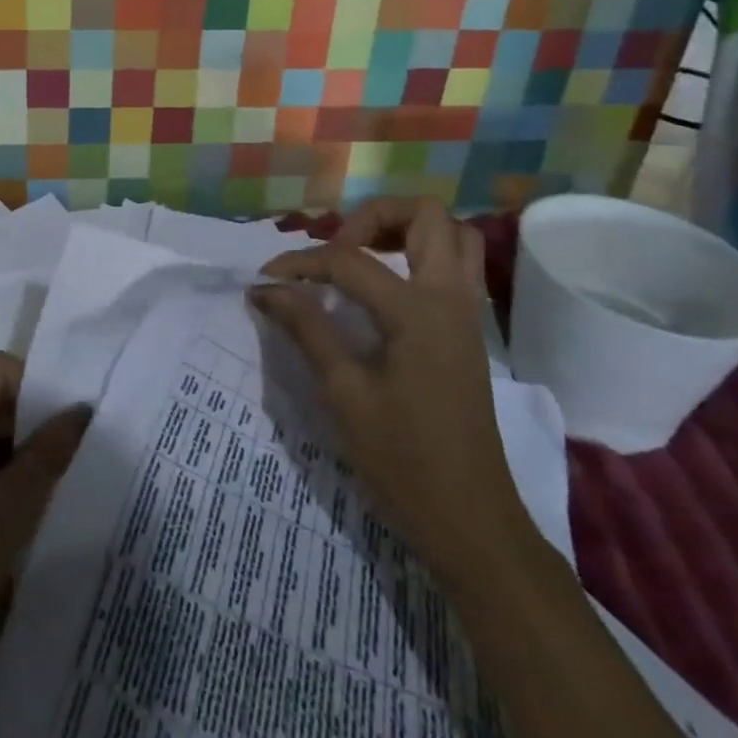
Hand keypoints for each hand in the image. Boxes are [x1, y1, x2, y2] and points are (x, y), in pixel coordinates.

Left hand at [0, 352, 91, 722]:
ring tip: (59, 490)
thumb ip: (48, 452)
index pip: (0, 369)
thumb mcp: (9, 508)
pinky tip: (30, 517)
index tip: (74, 421)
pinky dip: (5, 485)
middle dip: (35, 425)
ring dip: (23, 459)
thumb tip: (80, 408)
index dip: (39, 385)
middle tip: (75, 459)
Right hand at [252, 199, 531, 585]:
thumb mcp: (344, 394)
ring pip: (453, 234)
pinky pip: (456, 265)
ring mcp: (467, 314)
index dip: (300, 263)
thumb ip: (306, 328)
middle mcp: (450, 298)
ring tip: (362, 256)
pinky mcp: (468, 332)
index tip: (265, 280)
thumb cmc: (404, 461)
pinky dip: (422, 255)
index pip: (349, 261)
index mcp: (418, 312)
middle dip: (373, 217)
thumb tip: (265, 289)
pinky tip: (385, 287)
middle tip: (335, 251)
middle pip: (426, 215)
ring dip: (406, 230)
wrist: (472, 522)